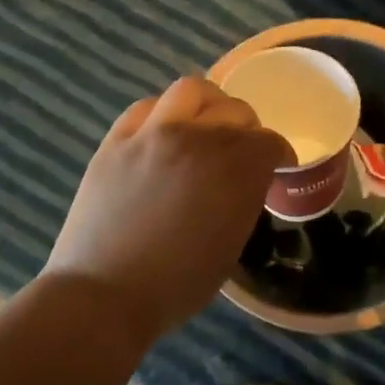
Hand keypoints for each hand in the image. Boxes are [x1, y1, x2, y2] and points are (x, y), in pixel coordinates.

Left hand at [44, 77, 289, 346]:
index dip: (279, 154)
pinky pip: (146, 106)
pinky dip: (163, 113)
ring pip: (192, 91)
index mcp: (236, 172)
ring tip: (205, 123)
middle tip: (241, 148)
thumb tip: (243, 182)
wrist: (105, 293)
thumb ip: (243, 201)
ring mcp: (154, 134)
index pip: (269, 142)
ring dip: (209, 104)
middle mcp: (199, 140)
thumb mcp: (230, 246)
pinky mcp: (117, 140)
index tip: (277, 167)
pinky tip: (163, 131)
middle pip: (235, 111)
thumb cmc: (176, 286)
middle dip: (248, 128)